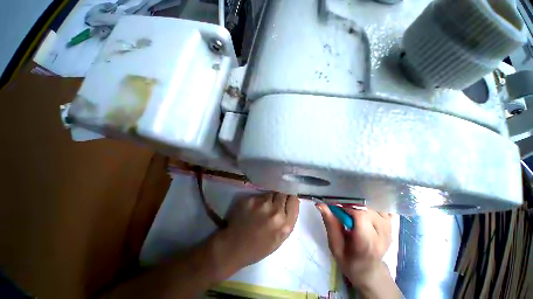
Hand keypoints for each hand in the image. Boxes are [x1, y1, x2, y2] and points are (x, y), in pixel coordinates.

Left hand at [220, 193, 299, 268]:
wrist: (234, 247)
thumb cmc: (259, 247)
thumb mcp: (280, 239)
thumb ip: (288, 220)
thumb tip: (292, 202)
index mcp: (285, 225)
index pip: (294, 200)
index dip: (290, 198)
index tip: (287, 200)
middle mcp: (275, 212)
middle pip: (283, 193)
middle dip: (280, 196)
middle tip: (275, 202)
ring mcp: (262, 204)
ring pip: (271, 193)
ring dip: (269, 198)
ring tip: (263, 208)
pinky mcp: (251, 200)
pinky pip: (259, 195)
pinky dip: (258, 200)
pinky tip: (253, 209)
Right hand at [316, 205, 391, 287]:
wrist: (369, 271)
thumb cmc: (349, 261)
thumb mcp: (335, 246)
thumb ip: (330, 224)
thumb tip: (320, 205)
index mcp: (366, 244)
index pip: (361, 216)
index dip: (347, 208)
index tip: (337, 210)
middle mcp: (382, 237)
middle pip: (367, 210)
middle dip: (352, 207)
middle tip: (343, 213)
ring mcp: (390, 232)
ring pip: (374, 208)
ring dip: (361, 208)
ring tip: (353, 215)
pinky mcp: (391, 228)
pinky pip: (383, 211)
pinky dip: (372, 209)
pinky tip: (365, 215)